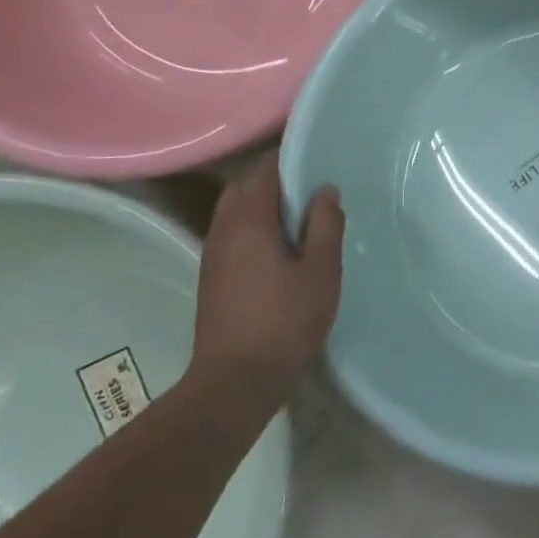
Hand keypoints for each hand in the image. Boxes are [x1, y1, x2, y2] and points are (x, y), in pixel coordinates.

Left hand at [192, 156, 344, 406]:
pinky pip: (232, 231)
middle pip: (244, 186)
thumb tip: (325, 190)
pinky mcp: (212, 275)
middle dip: (274, 178)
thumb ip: (326, 225)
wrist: (235, 379)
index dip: (288, 158)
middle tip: (312, 187)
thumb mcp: (321, 271)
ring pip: (234, 209)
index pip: (264, 171)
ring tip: (299, 215)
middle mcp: (224, 229)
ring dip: (262, 203)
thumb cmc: (285, 321)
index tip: (316, 158)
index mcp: (250, 221)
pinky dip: (253, 224)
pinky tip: (280, 245)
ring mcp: (213, 253)